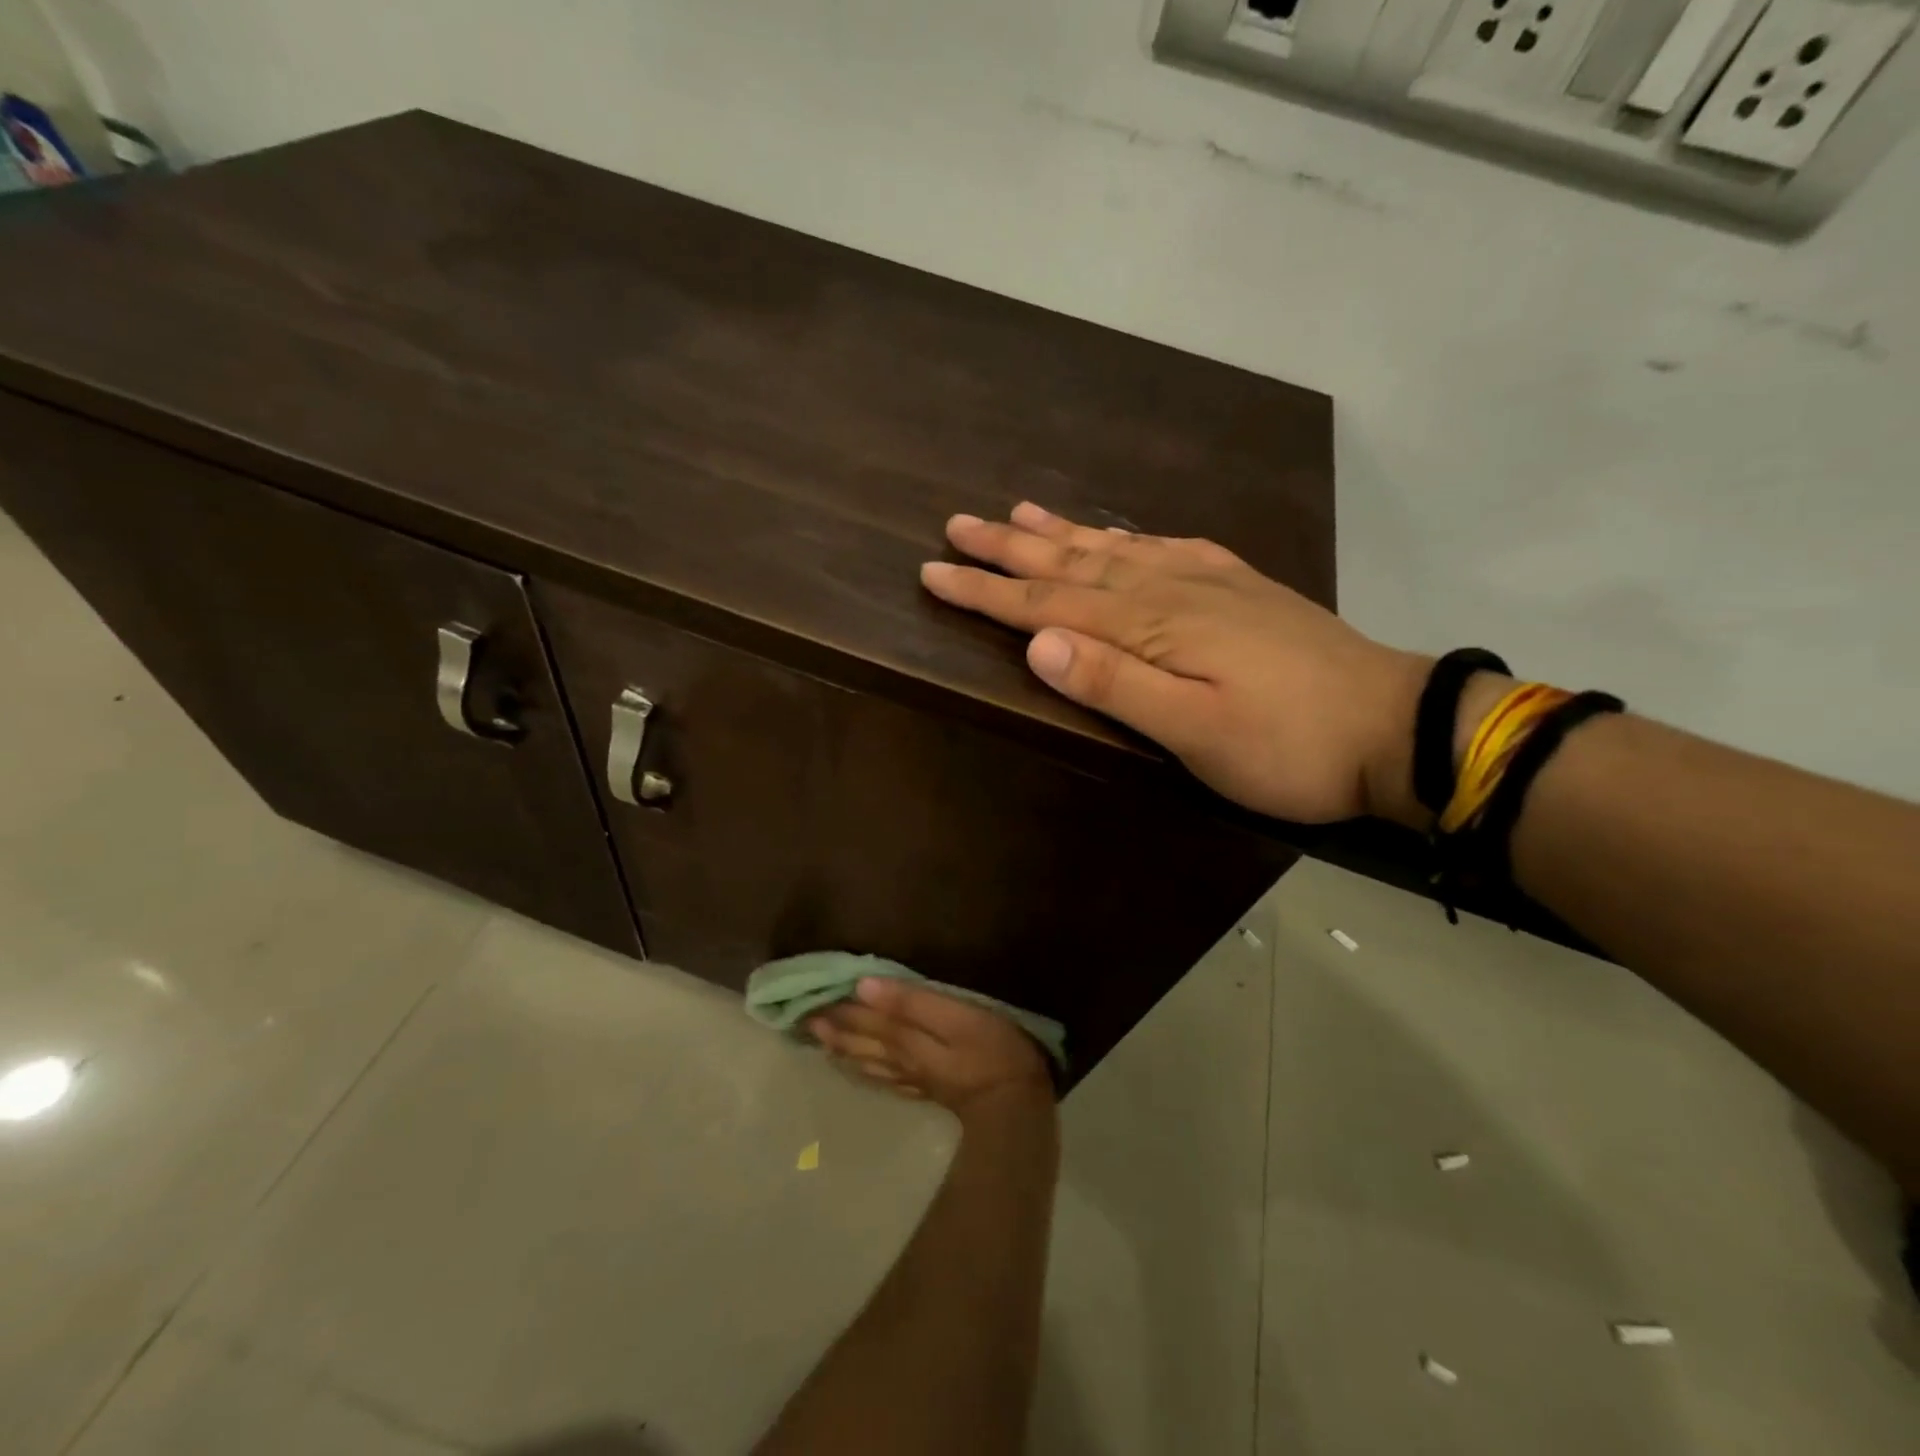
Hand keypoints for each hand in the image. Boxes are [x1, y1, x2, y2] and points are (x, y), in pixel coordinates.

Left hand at [809, 978, 1053, 1119]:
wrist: (1016, 1103)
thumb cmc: (991, 1047)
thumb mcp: (955, 1016)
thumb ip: (910, 1002)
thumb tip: (863, 986)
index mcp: (904, 1036)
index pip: (863, 1016)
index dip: (837, 1006)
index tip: (807, 994)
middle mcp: (900, 1057)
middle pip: (859, 1040)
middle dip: (831, 1027)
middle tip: (801, 1016)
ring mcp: (912, 1076)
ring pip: (866, 1060)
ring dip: (840, 1047)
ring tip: (818, 1039)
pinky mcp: (926, 1088)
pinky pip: (882, 1077)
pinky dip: (862, 1069)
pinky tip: (857, 1067)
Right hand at [920, 503, 1430, 827]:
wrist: (1394, 726)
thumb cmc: (1286, 745)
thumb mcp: (1195, 732)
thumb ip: (1114, 683)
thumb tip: (1038, 643)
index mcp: (1151, 626)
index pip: (1048, 605)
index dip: (987, 592)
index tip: (934, 572)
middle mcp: (1170, 590)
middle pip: (1072, 564)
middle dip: (1009, 548)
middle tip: (958, 524)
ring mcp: (1208, 582)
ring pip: (1114, 548)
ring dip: (1061, 533)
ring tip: (1018, 512)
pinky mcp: (1239, 587)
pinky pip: (1167, 548)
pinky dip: (1127, 536)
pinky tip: (1118, 532)